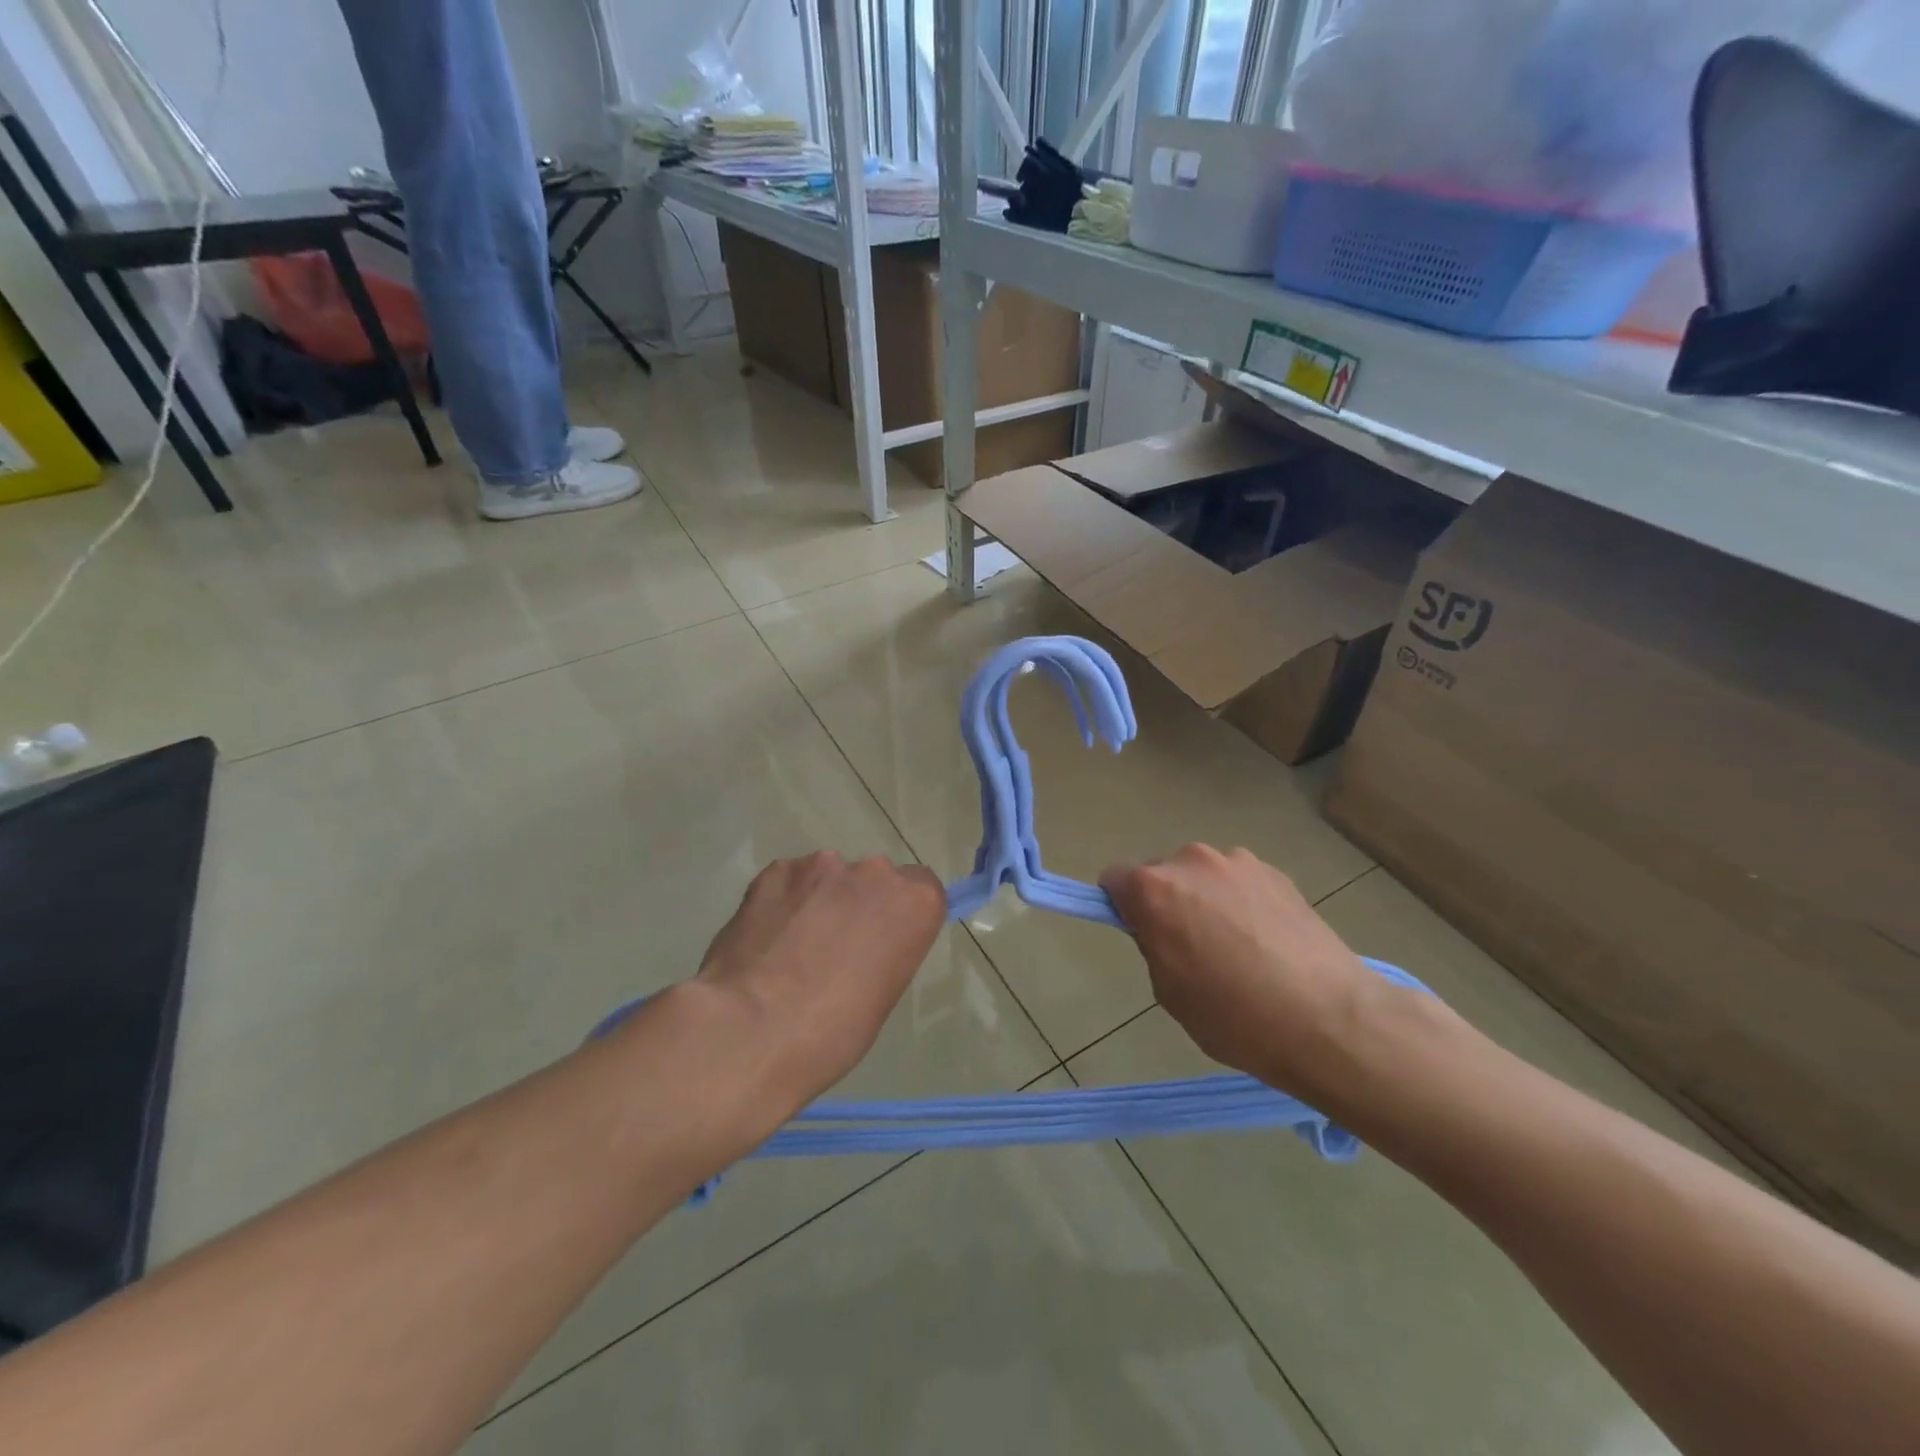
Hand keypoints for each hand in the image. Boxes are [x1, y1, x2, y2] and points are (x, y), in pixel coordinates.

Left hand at [689, 851, 946, 1107]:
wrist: (750, 1030)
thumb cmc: (832, 1033)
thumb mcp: (882, 997)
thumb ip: (884, 951)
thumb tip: (863, 946)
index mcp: (914, 904)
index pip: (922, 889)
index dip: (901, 915)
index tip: (884, 941)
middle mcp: (874, 872)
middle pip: (874, 879)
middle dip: (859, 904)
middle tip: (834, 948)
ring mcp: (821, 866)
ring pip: (828, 877)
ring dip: (819, 900)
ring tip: (791, 946)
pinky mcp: (775, 870)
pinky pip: (788, 881)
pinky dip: (783, 902)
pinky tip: (765, 937)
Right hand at [1101, 845, 1389, 1108]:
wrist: (1330, 1020)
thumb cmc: (1235, 1017)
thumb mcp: (1169, 992)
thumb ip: (1152, 945)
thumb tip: (1159, 927)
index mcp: (1154, 889)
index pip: (1114, 878)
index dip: (1122, 906)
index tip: (1142, 934)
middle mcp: (1191, 861)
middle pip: (1161, 873)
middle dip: (1167, 901)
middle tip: (1192, 948)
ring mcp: (1239, 862)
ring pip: (1204, 877)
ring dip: (1207, 899)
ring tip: (1238, 947)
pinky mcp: (1277, 872)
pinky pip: (1241, 882)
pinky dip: (1243, 902)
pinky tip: (1268, 942)